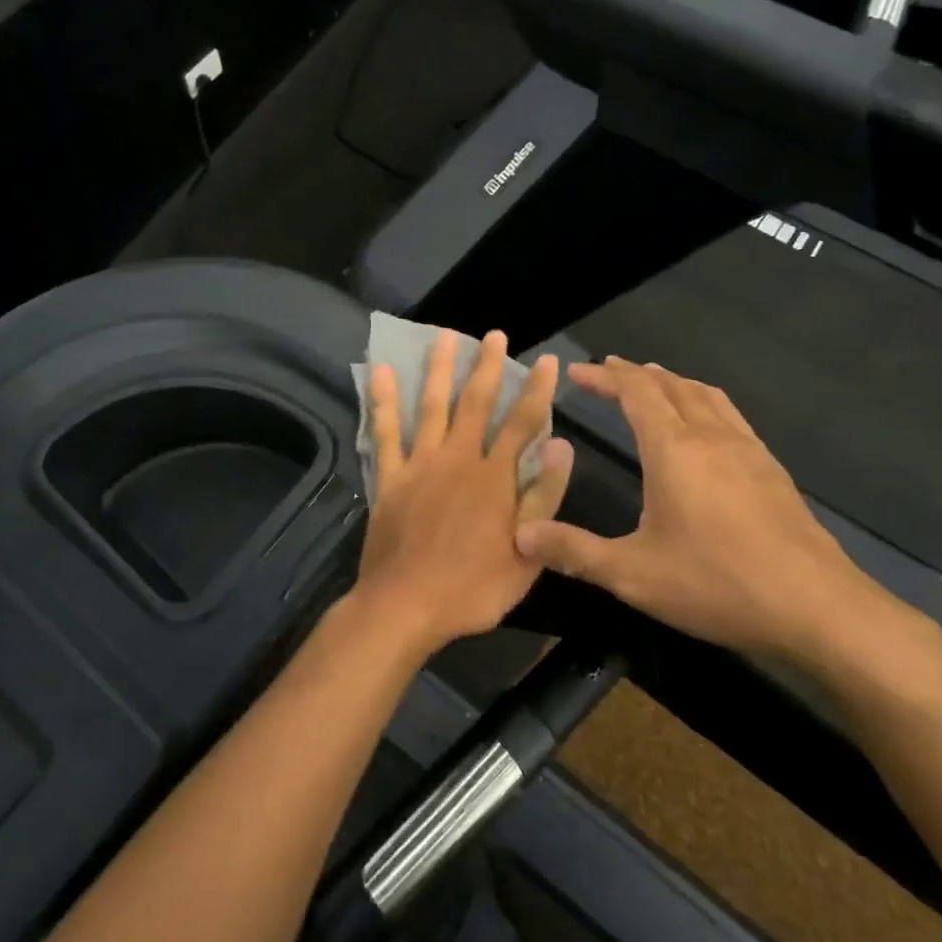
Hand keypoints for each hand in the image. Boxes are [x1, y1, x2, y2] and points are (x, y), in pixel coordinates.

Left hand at [353, 330, 572, 657]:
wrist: (406, 606)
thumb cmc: (473, 588)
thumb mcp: (527, 554)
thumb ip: (544, 497)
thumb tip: (562, 446)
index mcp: (495, 477)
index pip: (523, 423)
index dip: (538, 390)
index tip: (548, 361)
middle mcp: (458, 459)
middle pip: (476, 403)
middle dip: (488, 366)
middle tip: (493, 335)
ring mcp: (420, 464)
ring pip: (431, 406)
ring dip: (439, 369)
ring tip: (444, 336)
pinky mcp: (389, 477)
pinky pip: (385, 432)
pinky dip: (383, 401)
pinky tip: (380, 371)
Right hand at [515, 357, 893, 664]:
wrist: (819, 608)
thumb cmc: (718, 584)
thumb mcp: (633, 574)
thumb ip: (574, 550)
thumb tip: (520, 534)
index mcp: (673, 449)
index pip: (635, 391)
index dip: (603, 376)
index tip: (576, 372)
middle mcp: (710, 437)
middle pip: (669, 384)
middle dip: (632, 373)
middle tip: (605, 372)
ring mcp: (747, 450)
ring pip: (705, 394)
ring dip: (671, 381)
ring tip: (652, 381)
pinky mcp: (771, 469)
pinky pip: (729, 414)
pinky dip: (703, 401)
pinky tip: (705, 426)